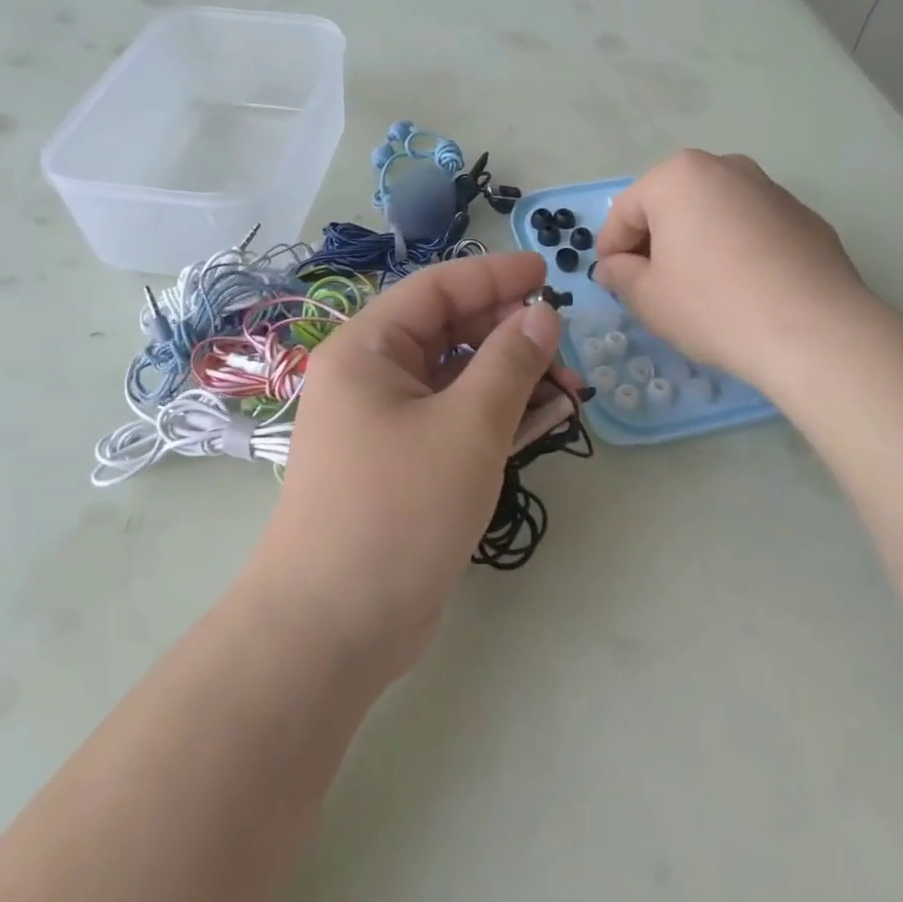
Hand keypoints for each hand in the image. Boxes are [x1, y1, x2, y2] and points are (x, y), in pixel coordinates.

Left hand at [245, 252, 567, 681]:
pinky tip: (543, 420)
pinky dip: (496, 416)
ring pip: (457, 379)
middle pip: (449, 332)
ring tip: (569, 391)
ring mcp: (385, 423)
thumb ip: (510, 362)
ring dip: (511, 378)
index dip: (495, 276)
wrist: (333, 628)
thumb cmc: (398, 510)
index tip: (549, 274)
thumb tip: (542, 314)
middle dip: (510, 334)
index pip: (436, 289)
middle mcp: (370, 377)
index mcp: (367, 349)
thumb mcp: (467, 427)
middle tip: (567, 351)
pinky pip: (455, 420)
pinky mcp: (402, 465)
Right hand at [594, 150, 880, 377]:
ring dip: (696, 243)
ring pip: (714, 214)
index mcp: (679, 177)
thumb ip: (621, 275)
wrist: (815, 332)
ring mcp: (771, 190)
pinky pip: (752, 229)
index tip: (609, 280)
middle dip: (655, 241)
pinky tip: (742, 290)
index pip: (626, 211)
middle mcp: (726, 168)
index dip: (610, 248)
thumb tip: (613, 268)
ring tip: (698, 289)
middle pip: (672, 205)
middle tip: (649, 284)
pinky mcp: (805, 218)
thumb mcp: (648, 298)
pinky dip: (736, 250)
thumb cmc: (714, 306)